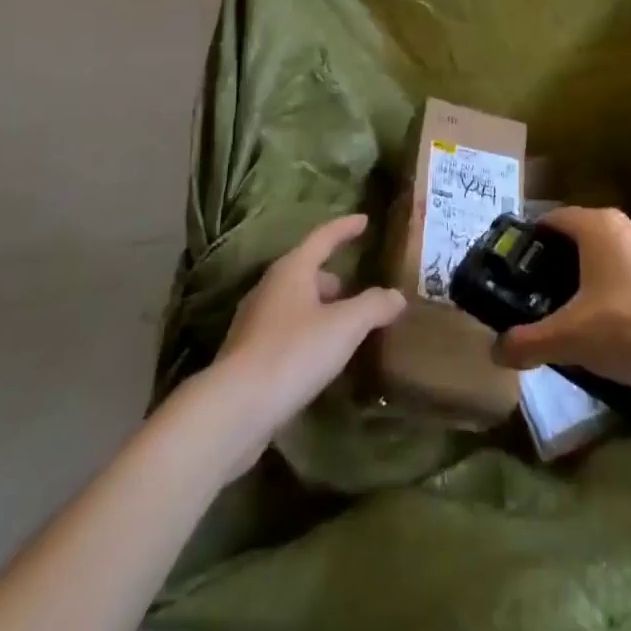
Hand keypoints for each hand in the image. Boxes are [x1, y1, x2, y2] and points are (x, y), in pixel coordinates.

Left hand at [209, 214, 404, 455]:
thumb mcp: (344, 326)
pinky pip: (285, 332)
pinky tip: (319, 358)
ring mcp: (254, 323)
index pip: (323, 237)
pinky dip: (306, 335)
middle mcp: (269, 288)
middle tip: (357, 289)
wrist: (234, 410)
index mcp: (292, 270)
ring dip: (320, 309)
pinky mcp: (247, 356)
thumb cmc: (293, 353)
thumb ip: (373, 306)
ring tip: (344, 327)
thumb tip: (396, 296)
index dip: (345, 228)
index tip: (364, 220)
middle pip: (306, 272)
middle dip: (333, 278)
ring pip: (295, 304)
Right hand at [495, 208, 630, 390]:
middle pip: (592, 234)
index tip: (526, 264)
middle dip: (573, 260)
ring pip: (626, 253)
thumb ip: (530, 342)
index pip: (557, 218)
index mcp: (599, 227)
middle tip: (558, 294)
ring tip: (601, 313)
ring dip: (612, 274)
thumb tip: (496, 351)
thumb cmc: (629, 328)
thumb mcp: (571, 339)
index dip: (538, 238)